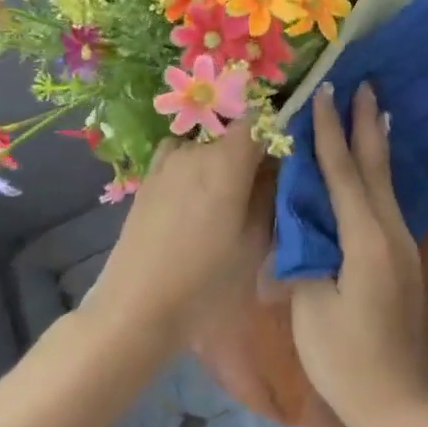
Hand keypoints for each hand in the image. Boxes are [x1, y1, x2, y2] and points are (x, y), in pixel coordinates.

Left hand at [86, 126, 264, 339]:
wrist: (138, 306)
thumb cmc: (207, 279)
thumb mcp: (256, 241)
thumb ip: (271, 194)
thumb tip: (280, 166)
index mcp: (227, 161)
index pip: (259, 120)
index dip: (276, 128)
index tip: (289, 151)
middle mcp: (196, 150)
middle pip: (234, 134)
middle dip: (253, 152)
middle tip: (265, 186)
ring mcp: (168, 162)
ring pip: (208, 147)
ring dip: (223, 161)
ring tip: (229, 197)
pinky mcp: (149, 178)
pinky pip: (182, 157)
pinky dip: (196, 166)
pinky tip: (198, 197)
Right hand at [288, 84, 427, 426]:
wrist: (398, 400)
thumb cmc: (346, 359)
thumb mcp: (311, 307)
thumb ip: (305, 255)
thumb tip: (298, 221)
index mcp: (366, 240)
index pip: (343, 174)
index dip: (332, 133)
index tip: (326, 92)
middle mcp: (392, 233)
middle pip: (375, 168)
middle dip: (366, 124)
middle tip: (365, 84)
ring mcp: (403, 245)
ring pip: (386, 184)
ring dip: (376, 146)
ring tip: (374, 112)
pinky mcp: (402, 259)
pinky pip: (388, 204)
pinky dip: (378, 176)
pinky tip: (375, 170)